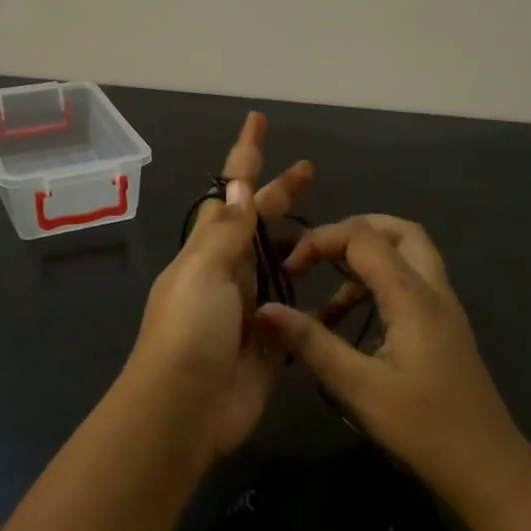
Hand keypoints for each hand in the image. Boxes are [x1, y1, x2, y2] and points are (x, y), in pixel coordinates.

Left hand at [125, 112, 313, 458]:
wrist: (185, 409)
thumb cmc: (189, 330)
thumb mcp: (203, 271)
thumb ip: (225, 232)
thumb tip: (234, 187)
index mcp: (208, 251)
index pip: (228, 193)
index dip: (244, 157)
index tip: (258, 120)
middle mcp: (228, 274)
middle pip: (258, 224)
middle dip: (280, 194)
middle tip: (311, 170)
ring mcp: (250, 309)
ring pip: (281, 265)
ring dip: (303, 243)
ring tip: (338, 228)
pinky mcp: (271, 343)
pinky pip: (299, 311)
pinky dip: (319, 299)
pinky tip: (345, 289)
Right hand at [256, 216, 530, 507]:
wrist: (486, 467)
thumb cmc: (422, 427)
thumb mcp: (358, 387)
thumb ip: (312, 343)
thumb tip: (265, 310)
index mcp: (413, 296)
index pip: (365, 236)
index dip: (322, 240)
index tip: (290, 271)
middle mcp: (434, 290)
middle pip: (399, 231)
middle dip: (353, 232)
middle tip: (315, 255)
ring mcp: (444, 308)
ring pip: (409, 256)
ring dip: (366, 260)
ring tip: (325, 295)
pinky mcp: (444, 328)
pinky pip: (411, 285)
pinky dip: (378, 286)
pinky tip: (349, 323)